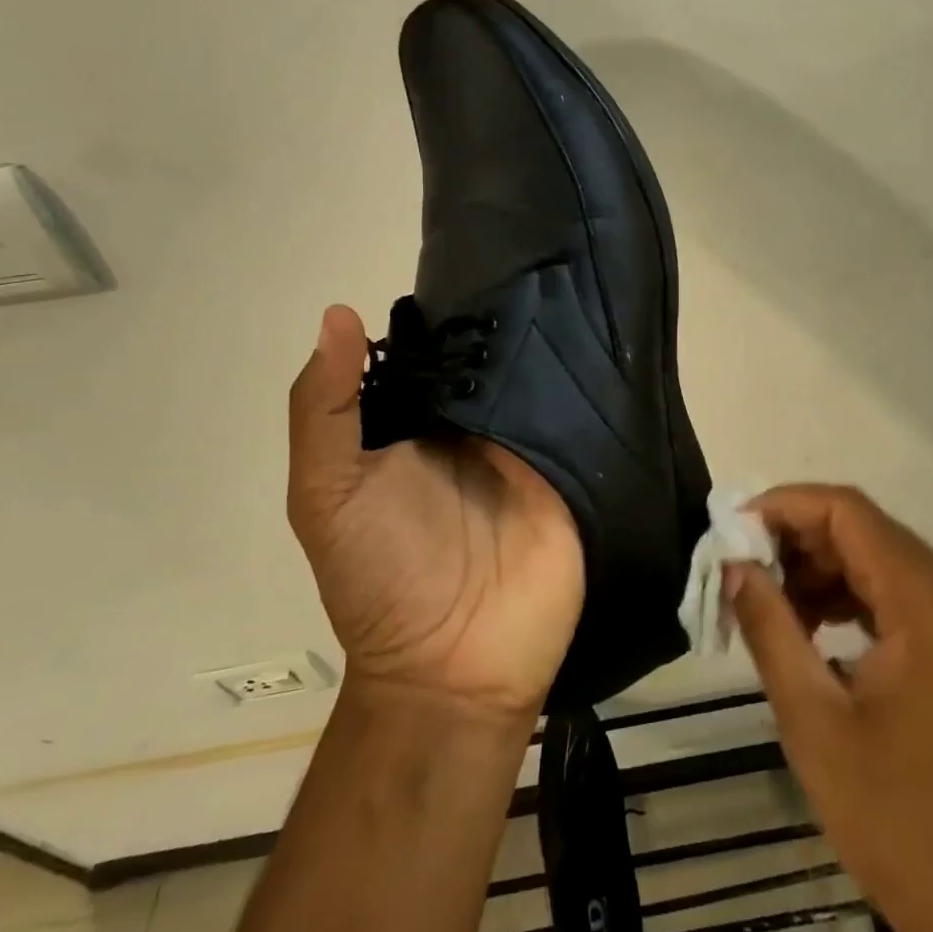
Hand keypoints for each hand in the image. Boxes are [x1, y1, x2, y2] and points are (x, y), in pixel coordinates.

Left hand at [287, 305, 584, 717]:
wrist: (455, 669)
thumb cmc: (380, 576)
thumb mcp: (327, 493)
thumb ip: (324, 410)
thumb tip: (338, 313)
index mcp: (414, 422)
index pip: (431, 350)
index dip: (442, 312)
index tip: (473, 262)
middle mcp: (471, 425)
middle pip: (491, 358)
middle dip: (505, 319)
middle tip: (536, 268)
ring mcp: (526, 445)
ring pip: (539, 379)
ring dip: (552, 346)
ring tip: (577, 286)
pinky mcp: (571, 467)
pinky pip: (581, 415)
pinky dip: (590, 385)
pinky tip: (607, 340)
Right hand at [729, 485, 932, 931]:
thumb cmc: (899, 823)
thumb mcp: (814, 722)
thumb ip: (769, 627)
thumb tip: (734, 565)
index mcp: (930, 605)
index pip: (848, 512)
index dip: (785, 506)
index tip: (734, 530)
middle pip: (866, 529)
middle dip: (797, 538)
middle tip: (743, 567)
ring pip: (881, 558)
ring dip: (821, 568)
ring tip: (769, 601)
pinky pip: (900, 593)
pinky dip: (850, 596)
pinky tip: (811, 627)